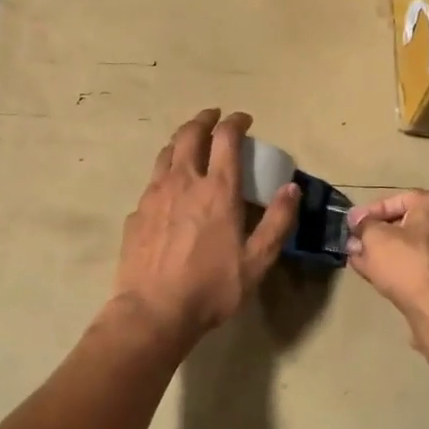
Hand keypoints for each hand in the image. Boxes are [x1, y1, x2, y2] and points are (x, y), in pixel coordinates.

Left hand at [113, 109, 299, 345]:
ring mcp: (155, 194)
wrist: (153, 311)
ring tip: (190, 141)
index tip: (244, 119)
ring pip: (167, 152)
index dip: (236, 122)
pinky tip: (169, 186)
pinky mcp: (137, 212)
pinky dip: (165, 171)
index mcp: (217, 189)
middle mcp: (184, 181)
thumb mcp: (257, 261)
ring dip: (182, 139)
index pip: (226, 138)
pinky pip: (152, 180)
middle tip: (214, 117)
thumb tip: (292, 188)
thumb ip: (278, 222)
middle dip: (204, 119)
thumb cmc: (211, 287)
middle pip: (190, 134)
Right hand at [345, 190, 428, 332]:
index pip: (396, 200)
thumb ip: (363, 225)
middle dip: (377, 234)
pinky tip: (380, 276)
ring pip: (413, 246)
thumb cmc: (406, 263)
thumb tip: (357, 220)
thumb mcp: (374, 238)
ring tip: (362, 261)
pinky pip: (422, 264)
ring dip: (386, 252)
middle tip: (356, 244)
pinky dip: (402, 267)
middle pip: (406, 223)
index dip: (369, 212)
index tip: (351, 225)